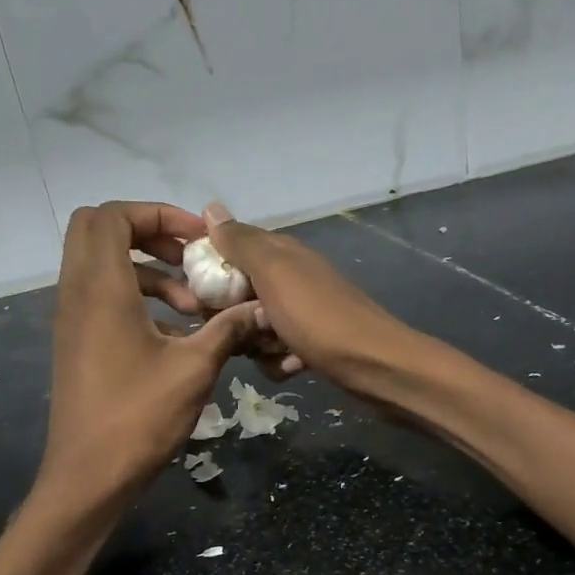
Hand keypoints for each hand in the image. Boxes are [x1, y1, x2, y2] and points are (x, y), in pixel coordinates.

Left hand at [40, 201, 265, 504]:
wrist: (89, 476)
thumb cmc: (139, 418)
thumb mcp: (194, 369)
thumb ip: (227, 329)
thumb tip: (260, 308)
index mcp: (100, 288)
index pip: (112, 216)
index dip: (157, 213)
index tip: (197, 240)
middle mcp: (77, 294)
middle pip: (98, 231)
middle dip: (147, 234)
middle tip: (188, 258)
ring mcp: (72, 320)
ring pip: (101, 266)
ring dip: (147, 272)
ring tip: (191, 306)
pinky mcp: (76, 344)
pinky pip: (101, 298)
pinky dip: (136, 299)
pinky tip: (175, 333)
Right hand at [204, 202, 420, 396]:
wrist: (373, 366)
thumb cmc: (318, 317)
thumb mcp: (274, 273)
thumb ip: (241, 243)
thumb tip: (210, 208)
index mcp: (280, 254)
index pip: (229, 252)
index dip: (210, 274)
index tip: (200, 298)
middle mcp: (290, 278)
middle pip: (237, 296)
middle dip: (232, 317)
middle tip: (242, 329)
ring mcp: (300, 312)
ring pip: (253, 328)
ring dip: (257, 344)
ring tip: (275, 349)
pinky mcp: (309, 344)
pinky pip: (275, 352)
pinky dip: (279, 362)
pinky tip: (293, 366)